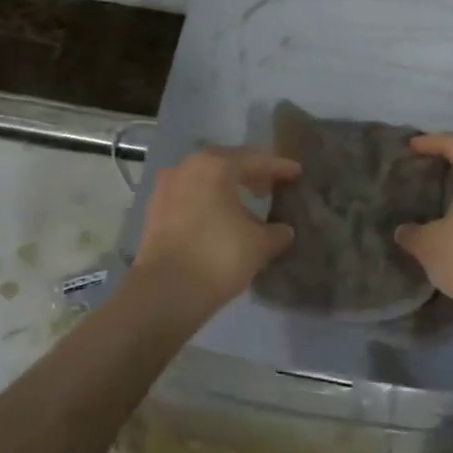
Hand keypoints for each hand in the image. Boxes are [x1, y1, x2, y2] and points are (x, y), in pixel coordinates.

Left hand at [132, 147, 300, 315]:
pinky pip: (190, 197)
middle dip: (251, 175)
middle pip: (227, 164)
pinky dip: (208, 203)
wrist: (165, 292)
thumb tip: (283, 231)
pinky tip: (221, 221)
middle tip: (271, 188)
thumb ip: (277, 232)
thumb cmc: (218, 256)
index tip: (297, 173)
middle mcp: (187, 168)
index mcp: (215, 165)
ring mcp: (166, 188)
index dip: (279, 168)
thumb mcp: (260, 244)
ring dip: (227, 189)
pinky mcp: (155, 211)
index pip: (256, 160)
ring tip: (248, 207)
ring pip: (205, 180)